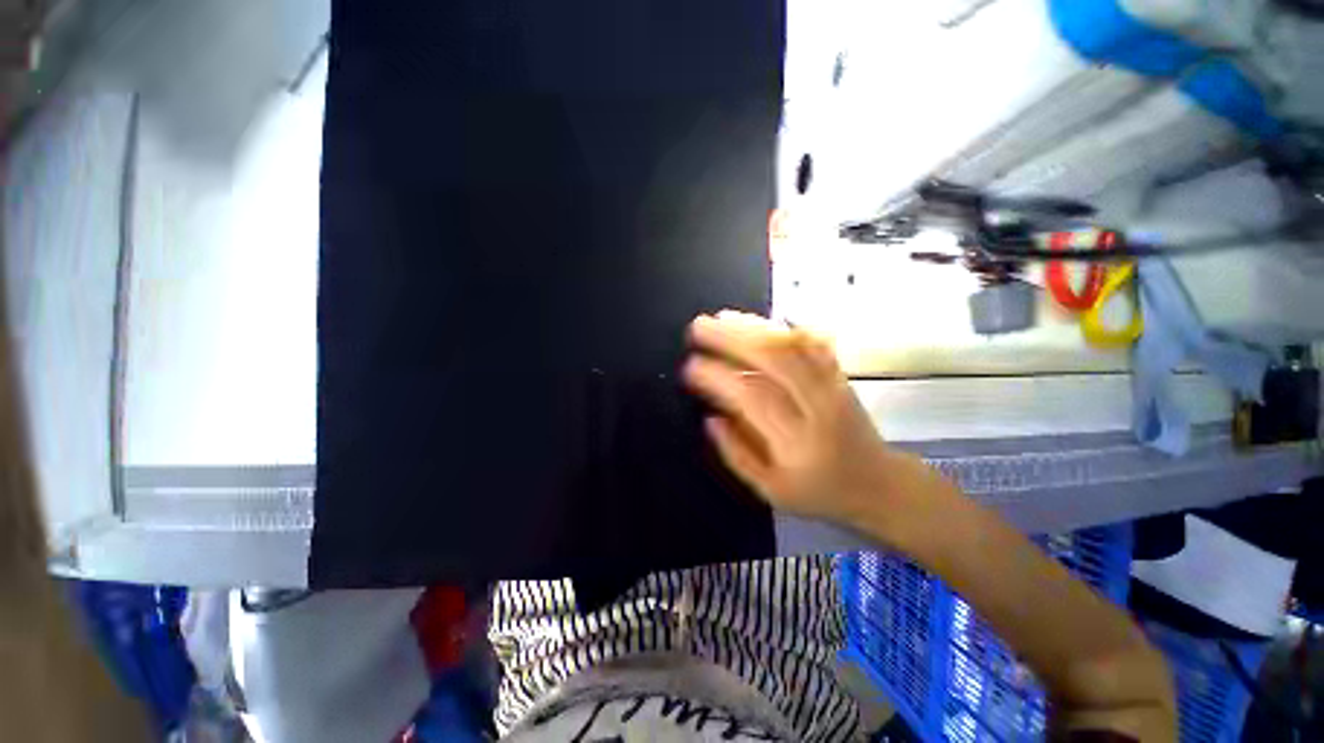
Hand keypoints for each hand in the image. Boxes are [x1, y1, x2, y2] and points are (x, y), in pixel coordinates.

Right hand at [683, 311, 893, 525]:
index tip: (690, 365)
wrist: (879, 484)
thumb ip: (737, 455)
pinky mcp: (840, 375)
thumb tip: (710, 418)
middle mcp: (818, 407)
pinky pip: (814, 343)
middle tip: (699, 326)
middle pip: (775, 360)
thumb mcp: (771, 491)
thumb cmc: (819, 492)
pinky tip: (760, 322)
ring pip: (793, 347)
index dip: (719, 377)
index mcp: (797, 442)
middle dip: (732, 338)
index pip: (752, 397)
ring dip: (754, 327)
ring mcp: (833, 386)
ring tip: (721, 318)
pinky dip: (785, 328)